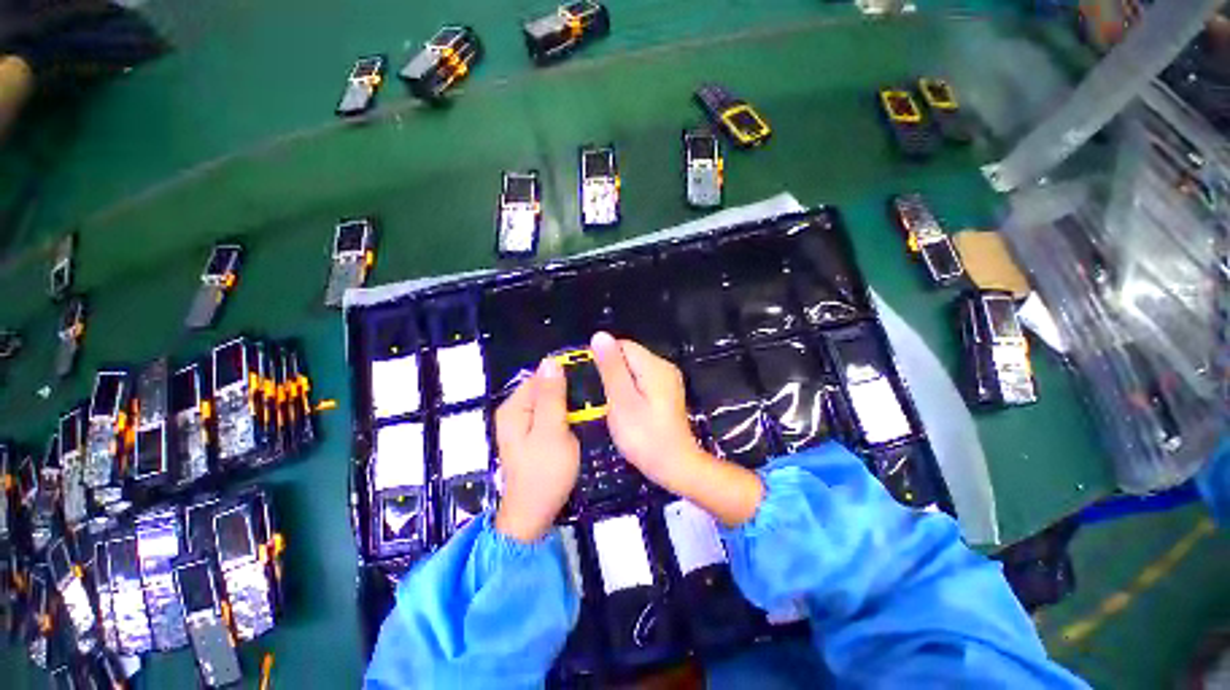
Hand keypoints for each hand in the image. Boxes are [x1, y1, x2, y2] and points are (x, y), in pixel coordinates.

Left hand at [494, 358, 579, 542]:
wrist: (534, 515)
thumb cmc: (544, 473)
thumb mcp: (551, 431)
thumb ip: (551, 396)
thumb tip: (550, 361)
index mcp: (515, 407)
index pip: (541, 376)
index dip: (565, 375)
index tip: (591, 379)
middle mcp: (515, 411)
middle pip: (545, 388)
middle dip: (569, 391)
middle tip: (595, 398)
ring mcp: (523, 424)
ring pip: (550, 401)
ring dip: (569, 403)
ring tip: (592, 406)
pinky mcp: (533, 435)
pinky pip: (551, 415)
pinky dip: (565, 415)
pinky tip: (581, 419)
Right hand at [589, 332, 704, 494]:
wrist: (675, 466)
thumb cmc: (644, 436)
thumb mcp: (622, 401)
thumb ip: (611, 368)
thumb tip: (600, 335)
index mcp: (654, 365)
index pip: (622, 345)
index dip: (604, 358)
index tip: (594, 381)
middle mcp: (664, 367)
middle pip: (629, 356)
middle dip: (612, 372)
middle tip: (604, 399)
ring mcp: (668, 380)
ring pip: (634, 369)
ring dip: (620, 383)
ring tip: (613, 406)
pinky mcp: (667, 392)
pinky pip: (642, 381)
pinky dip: (631, 390)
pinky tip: (627, 409)